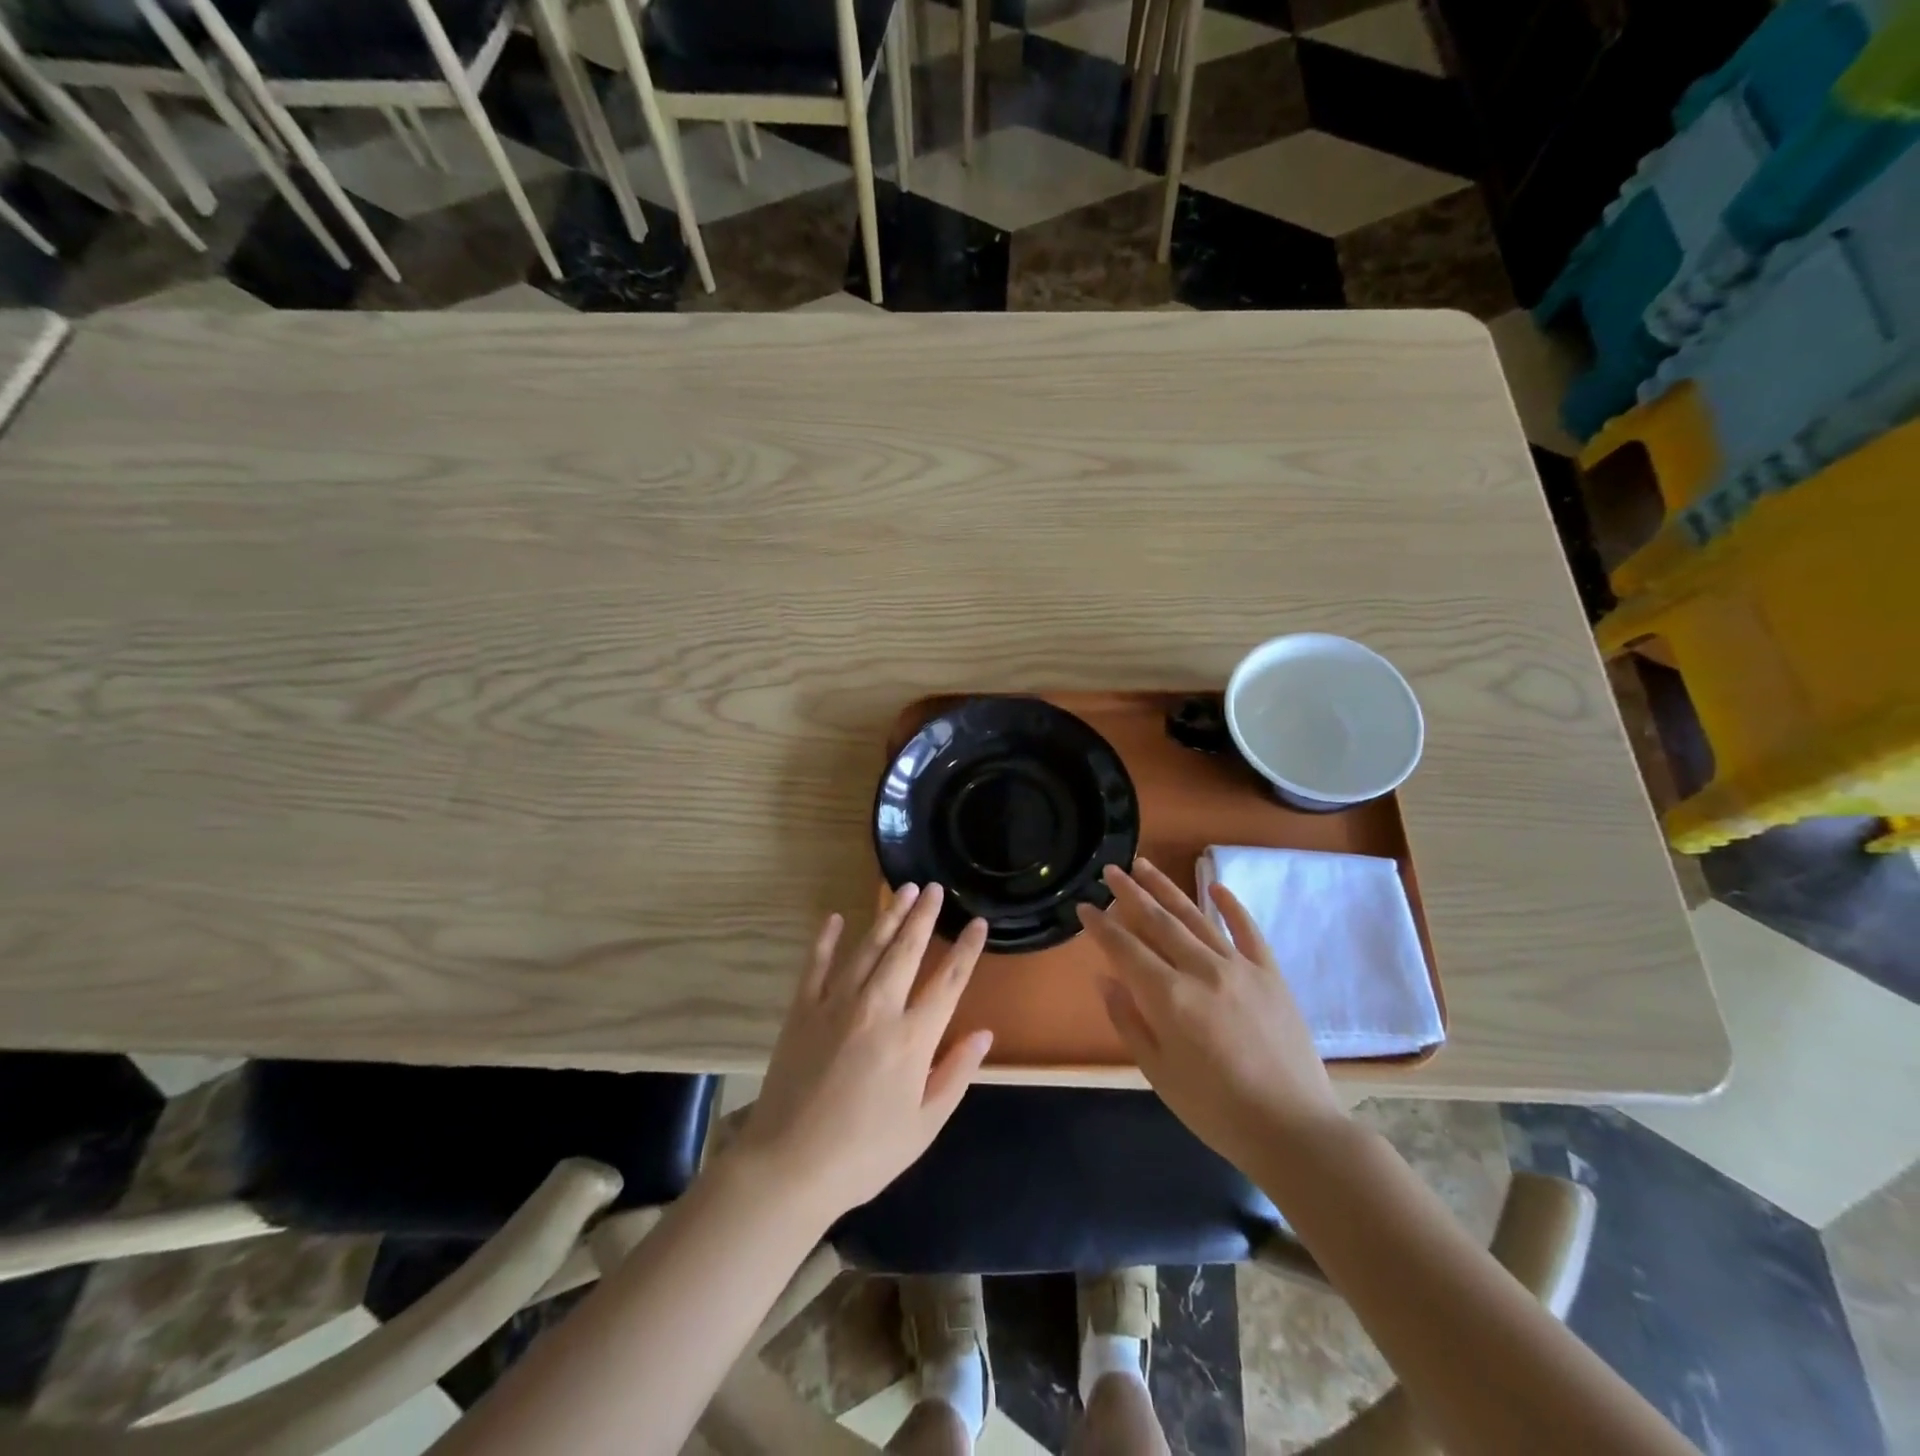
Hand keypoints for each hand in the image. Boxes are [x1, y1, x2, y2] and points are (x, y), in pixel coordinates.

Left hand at [732, 883, 993, 1224]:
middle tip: (935, 887)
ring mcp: (836, 1004)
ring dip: (887, 916)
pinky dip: (826, 939)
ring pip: (867, 947)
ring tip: (902, 890)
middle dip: (924, 915)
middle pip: (906, 950)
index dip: (967, 949)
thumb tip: (984, 1034)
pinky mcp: (802, 1010)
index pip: (948, 981)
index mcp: (912, 1038)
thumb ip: (956, 1074)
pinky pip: (817, 964)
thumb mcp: (924, 1125)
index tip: (978, 923)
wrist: (789, 1167)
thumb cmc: (865, 1153)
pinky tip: (834, 918)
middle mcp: (877, 1008)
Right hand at [1076, 859, 1346, 1172]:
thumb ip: (1128, 1021)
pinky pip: (1247, 930)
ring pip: (1195, 916)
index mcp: (1168, 997)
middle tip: (1111, 870)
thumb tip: (1104, 980)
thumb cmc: (1216, 1110)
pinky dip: (1230, 905)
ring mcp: (1239, 967)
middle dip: (1129, 893)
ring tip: (1145, 865)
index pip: (1124, 948)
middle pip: (1158, 921)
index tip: (1084, 906)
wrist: (1293, 1130)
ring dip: (1167, 888)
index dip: (1100, 926)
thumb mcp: (1158, 1073)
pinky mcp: (1270, 973)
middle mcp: (1201, 970)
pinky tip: (1215, 886)